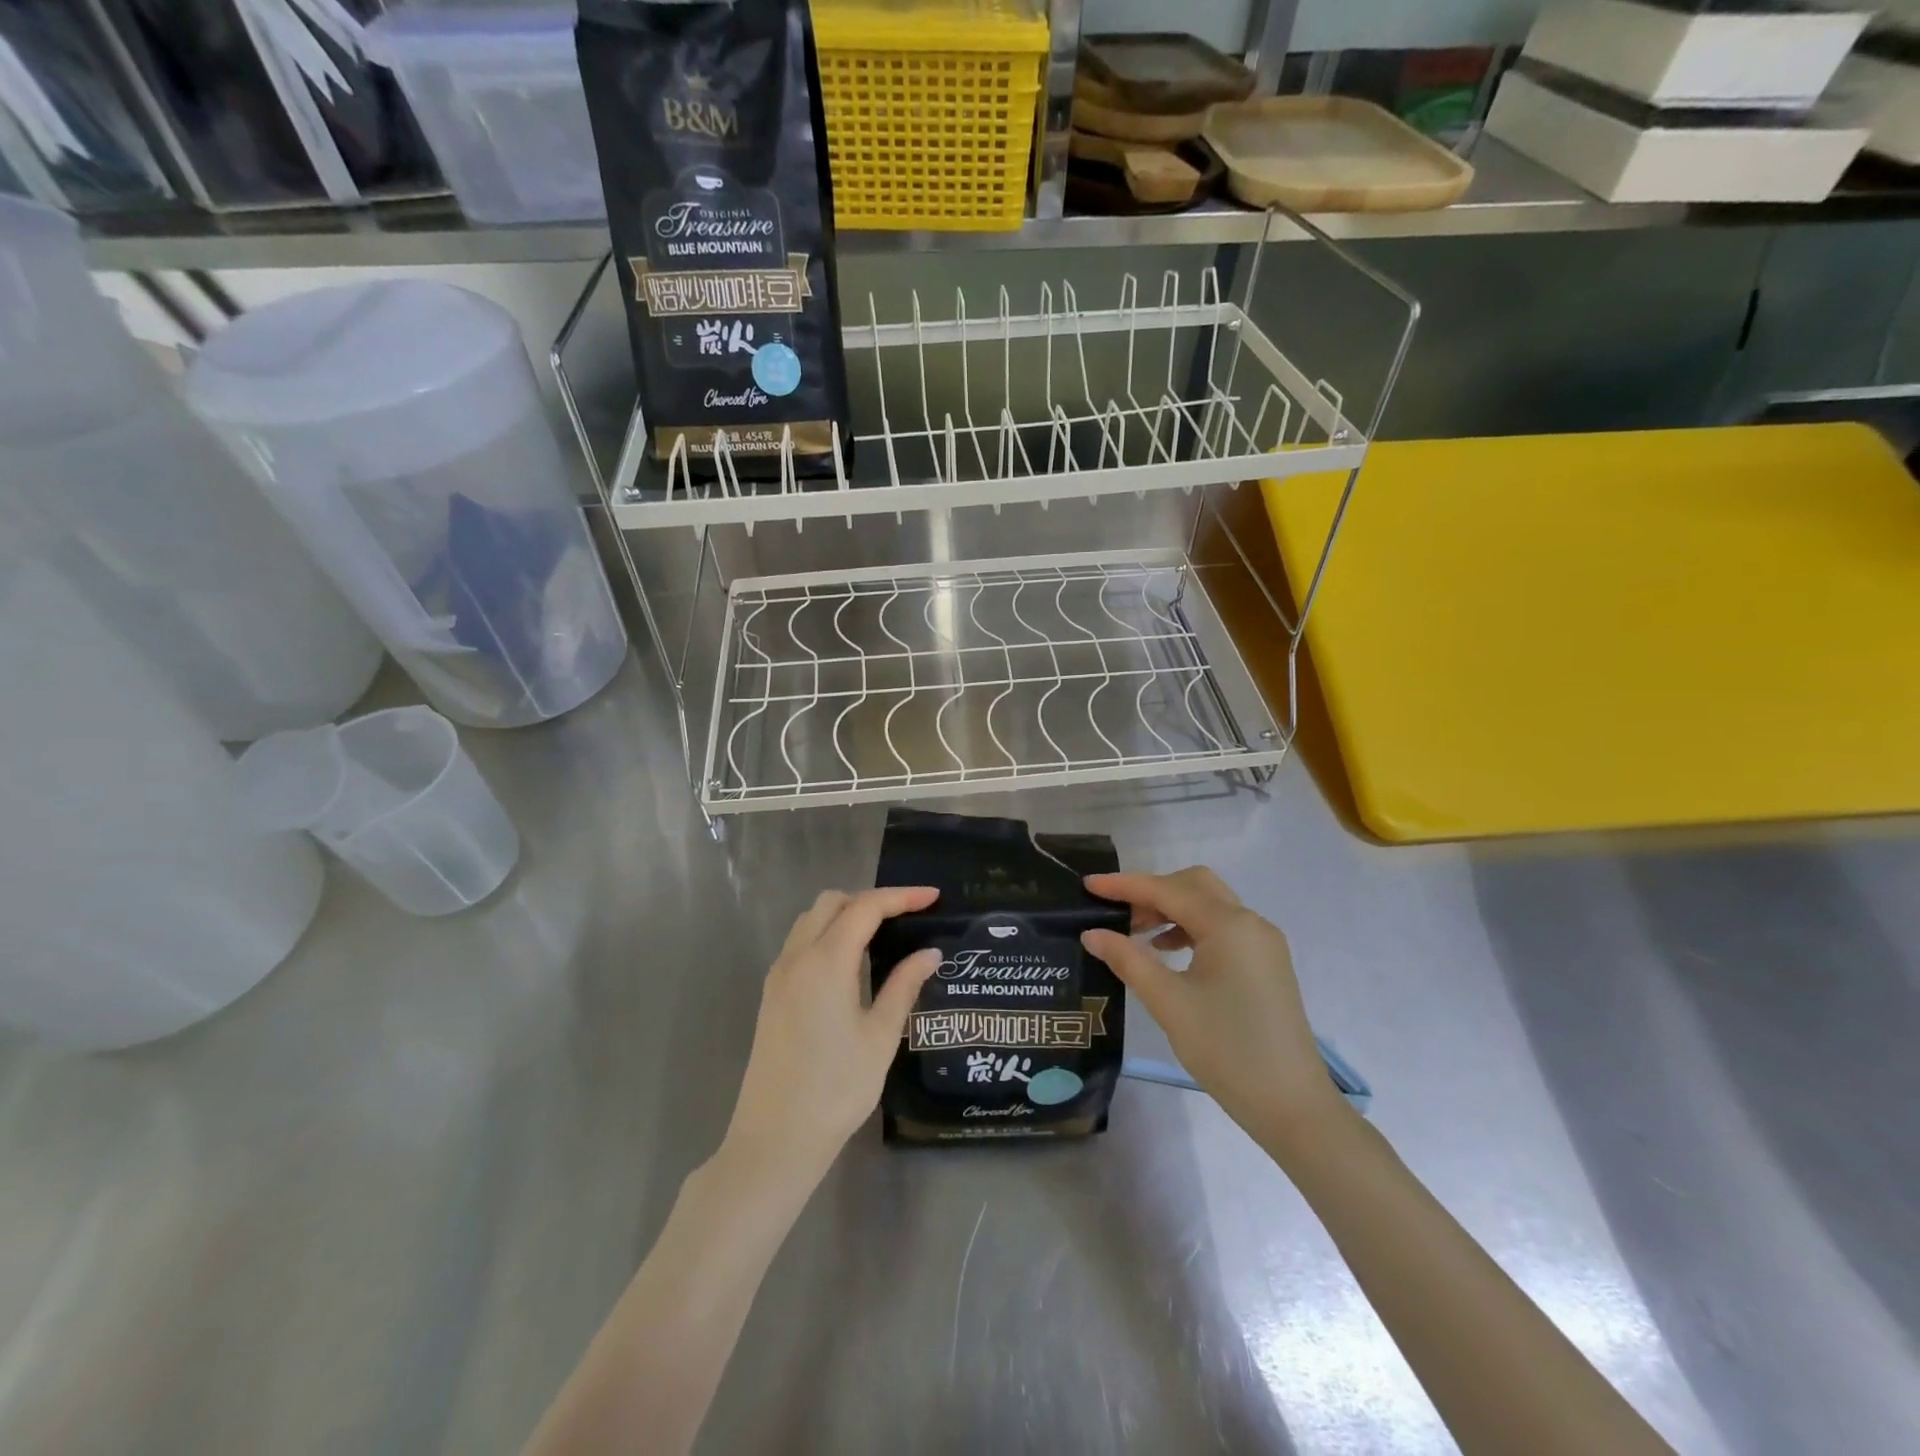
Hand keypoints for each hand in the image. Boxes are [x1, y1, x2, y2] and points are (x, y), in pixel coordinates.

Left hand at [722, 887, 941, 1188]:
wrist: (774, 1139)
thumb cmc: (836, 1088)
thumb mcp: (880, 1036)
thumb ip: (904, 986)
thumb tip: (929, 953)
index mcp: (826, 962)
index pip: (865, 907)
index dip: (901, 897)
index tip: (934, 897)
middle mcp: (797, 957)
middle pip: (832, 903)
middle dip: (871, 899)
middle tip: (907, 916)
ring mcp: (779, 975)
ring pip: (811, 920)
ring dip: (846, 914)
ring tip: (883, 934)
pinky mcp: (772, 994)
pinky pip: (800, 943)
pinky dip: (828, 934)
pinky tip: (851, 961)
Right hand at [1083, 869, 1346, 1150]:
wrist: (1292, 1106)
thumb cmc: (1227, 1050)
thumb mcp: (1168, 1003)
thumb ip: (1128, 960)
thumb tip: (1092, 934)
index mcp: (1229, 925)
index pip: (1167, 890)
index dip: (1124, 885)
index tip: (1088, 884)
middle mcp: (1250, 923)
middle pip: (1193, 885)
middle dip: (1152, 891)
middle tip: (1117, 914)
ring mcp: (1262, 943)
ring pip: (1209, 905)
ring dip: (1171, 910)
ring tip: (1136, 935)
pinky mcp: (1266, 964)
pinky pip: (1222, 928)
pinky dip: (1191, 928)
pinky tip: (1167, 952)